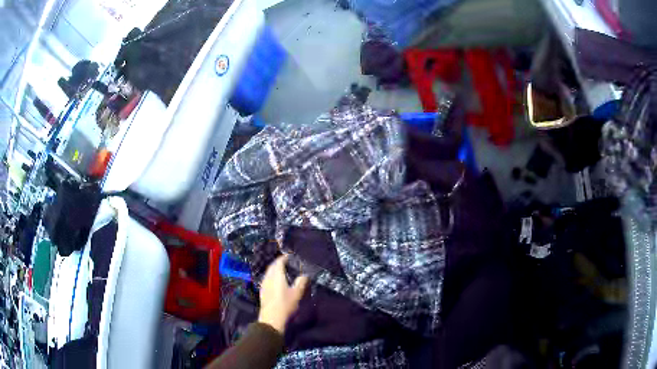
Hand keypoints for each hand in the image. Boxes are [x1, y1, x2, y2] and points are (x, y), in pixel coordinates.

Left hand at [258, 255, 308, 333]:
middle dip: (278, 263)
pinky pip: (267, 279)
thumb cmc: (285, 305)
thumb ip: (301, 282)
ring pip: (268, 273)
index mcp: (277, 276)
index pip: (279, 262)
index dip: (284, 258)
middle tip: (286, 262)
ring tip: (282, 271)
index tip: (290, 256)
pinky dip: (272, 277)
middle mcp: (268, 278)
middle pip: (272, 266)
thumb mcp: (297, 293)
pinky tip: (276, 282)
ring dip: (274, 270)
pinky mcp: (262, 292)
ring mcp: (264, 285)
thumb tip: (304, 275)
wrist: (272, 319)